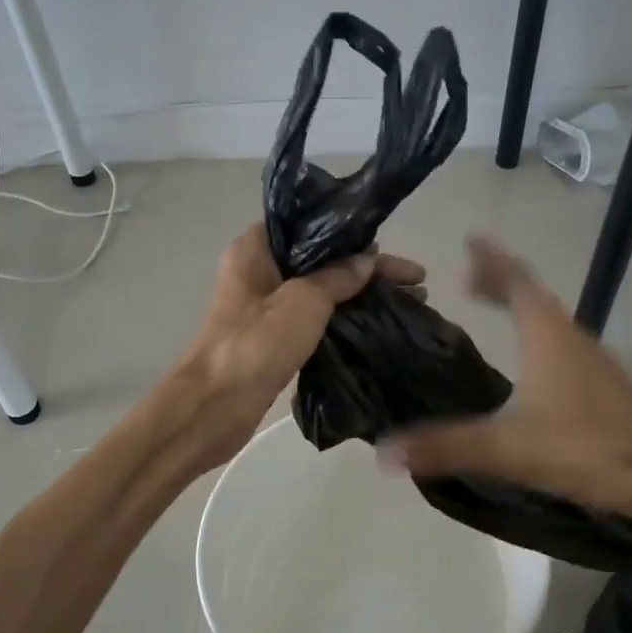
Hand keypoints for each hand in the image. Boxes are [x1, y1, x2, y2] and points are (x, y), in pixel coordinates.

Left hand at [173, 224, 424, 468]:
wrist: (215, 406)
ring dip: (361, 296)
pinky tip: (378, 326)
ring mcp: (265, 308)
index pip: (309, 226)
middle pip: (321, 259)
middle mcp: (258, 272)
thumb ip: (338, 276)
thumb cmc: (256, 343)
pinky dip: (346, 320)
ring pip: (322, 291)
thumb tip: (367, 261)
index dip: (351, 233)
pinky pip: (317, 320)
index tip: (387, 244)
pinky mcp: (274, 339)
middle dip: (368, 269)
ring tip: (411, 302)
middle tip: (415, 281)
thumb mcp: (304, 300)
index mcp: (255, 249)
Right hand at [384, 237, 631, 539]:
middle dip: (499, 279)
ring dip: (519, 306)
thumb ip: (446, 447)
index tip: (470, 239)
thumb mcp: (509, 448)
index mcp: (547, 334)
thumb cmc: (589, 449)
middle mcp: (571, 337)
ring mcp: (591, 362)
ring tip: (490, 307)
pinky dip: (534, 336)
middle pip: (531, 295)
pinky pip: (559, 345)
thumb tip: (385, 452)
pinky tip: (527, 363)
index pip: (514, 281)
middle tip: (467, 276)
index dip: (490, 260)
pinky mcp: (602, 387)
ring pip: (548, 320)